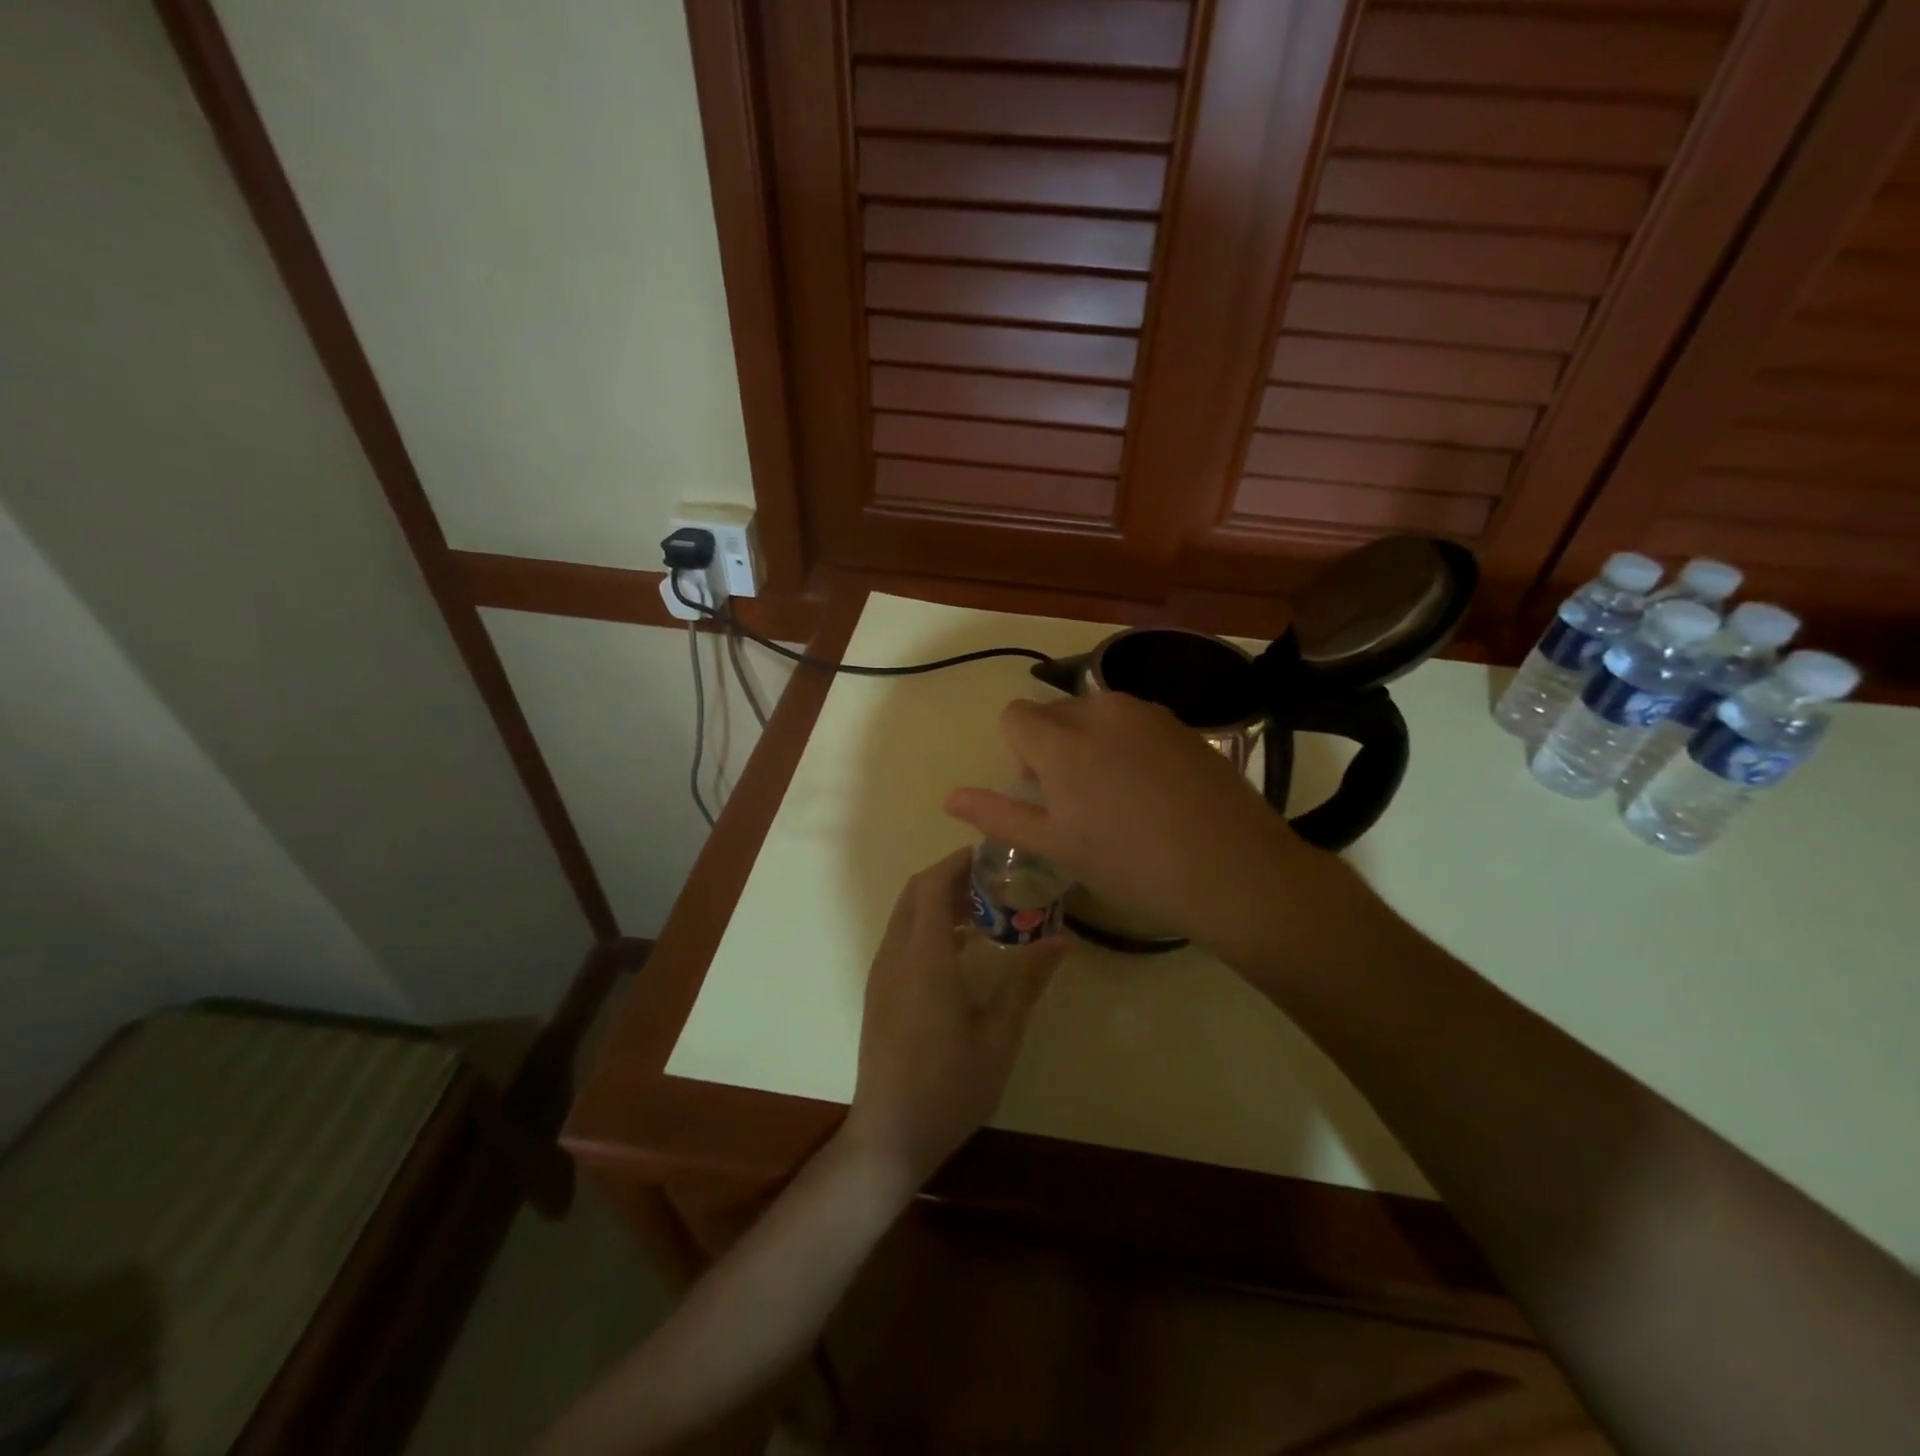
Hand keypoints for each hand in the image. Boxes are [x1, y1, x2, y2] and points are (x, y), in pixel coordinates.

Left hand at [843, 849, 1063, 1189]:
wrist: (889, 1136)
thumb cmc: (949, 1087)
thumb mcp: (999, 1036)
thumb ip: (1026, 981)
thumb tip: (1062, 939)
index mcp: (923, 958)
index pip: (932, 885)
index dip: (959, 862)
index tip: (994, 855)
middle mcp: (895, 956)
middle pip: (917, 892)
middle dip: (952, 876)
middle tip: (997, 880)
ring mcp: (882, 974)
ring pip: (907, 914)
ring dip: (940, 900)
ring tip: (987, 909)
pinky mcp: (879, 991)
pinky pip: (903, 937)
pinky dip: (929, 924)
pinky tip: (963, 947)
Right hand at [944, 692, 1363, 960]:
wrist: (1234, 869)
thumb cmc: (1131, 865)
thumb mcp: (1056, 846)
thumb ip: (998, 814)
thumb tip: (949, 797)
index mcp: (1061, 740)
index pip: (1015, 715)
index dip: (1019, 752)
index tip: (1044, 792)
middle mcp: (1101, 710)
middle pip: (1055, 713)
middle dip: (1053, 746)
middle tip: (1080, 801)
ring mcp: (1147, 713)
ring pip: (1096, 714)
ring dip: (1091, 743)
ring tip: (1118, 796)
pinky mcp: (1182, 724)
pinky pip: (1134, 722)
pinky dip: (1128, 745)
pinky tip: (1154, 791)